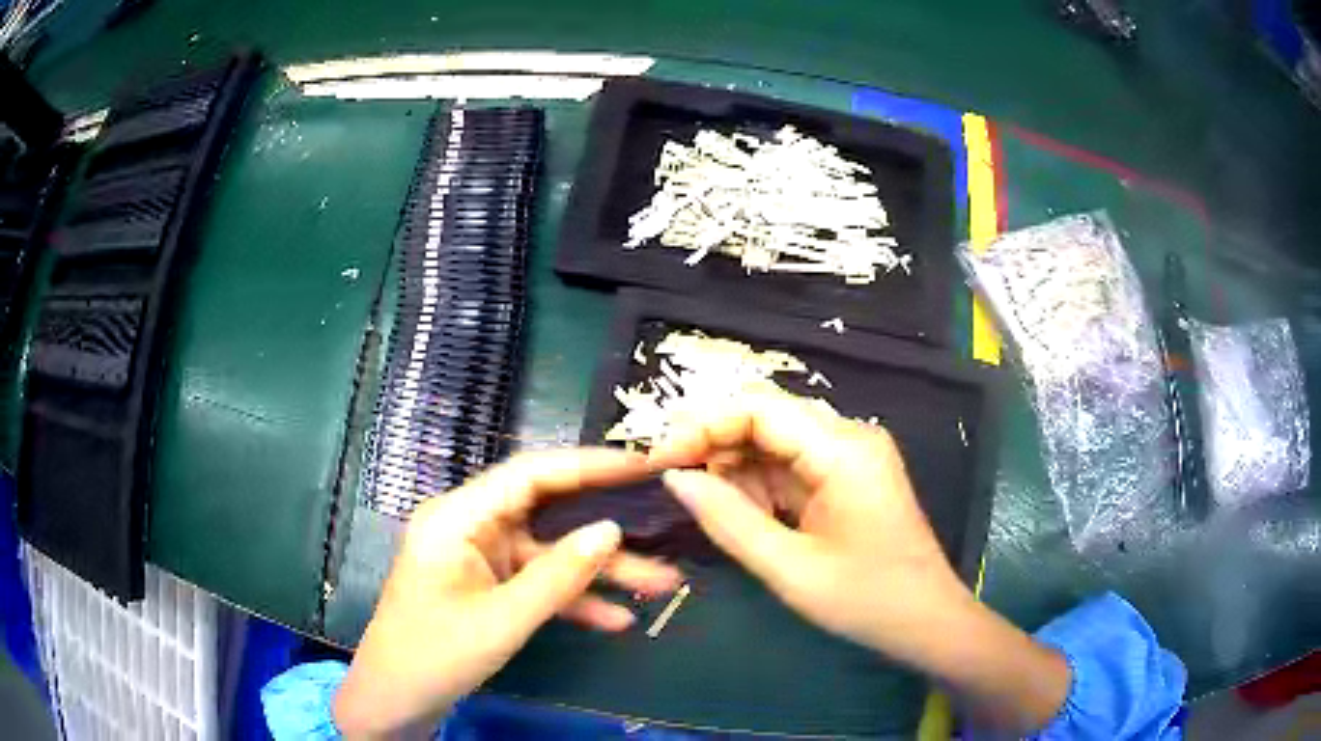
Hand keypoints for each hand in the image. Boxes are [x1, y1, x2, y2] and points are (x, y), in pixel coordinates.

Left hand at [333, 449, 682, 738]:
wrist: (396, 699)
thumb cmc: (435, 654)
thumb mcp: (502, 620)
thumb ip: (559, 576)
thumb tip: (612, 530)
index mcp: (458, 517)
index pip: (530, 473)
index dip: (588, 465)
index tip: (641, 466)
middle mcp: (470, 526)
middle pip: (548, 512)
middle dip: (605, 526)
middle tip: (663, 518)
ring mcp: (481, 557)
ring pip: (550, 553)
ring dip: (600, 572)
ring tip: (663, 583)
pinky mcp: (489, 585)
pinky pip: (538, 583)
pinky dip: (574, 599)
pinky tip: (617, 619)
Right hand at [650, 392, 1068, 732]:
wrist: (928, 622)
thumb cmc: (867, 600)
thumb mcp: (790, 568)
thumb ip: (728, 519)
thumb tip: (674, 476)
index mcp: (842, 449)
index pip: (759, 408)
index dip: (703, 425)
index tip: (660, 459)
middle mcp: (848, 436)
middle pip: (766, 417)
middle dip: (716, 446)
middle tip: (676, 484)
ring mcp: (850, 455)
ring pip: (774, 441)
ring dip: (737, 470)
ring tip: (720, 514)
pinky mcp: (847, 476)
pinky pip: (791, 465)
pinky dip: (761, 486)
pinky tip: (752, 518)